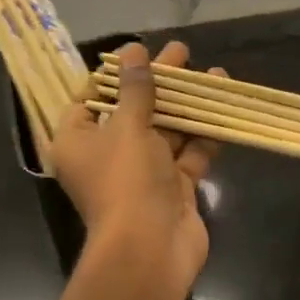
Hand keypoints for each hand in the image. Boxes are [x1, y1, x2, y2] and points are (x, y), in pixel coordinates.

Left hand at [52, 41, 220, 294]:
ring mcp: (142, 173)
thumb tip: (133, 51)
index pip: (89, 99)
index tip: (137, 54)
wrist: (151, 248)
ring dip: (187, 104)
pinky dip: (203, 133)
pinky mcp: (173, 187)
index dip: (113, 75)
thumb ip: (135, 88)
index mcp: (78, 141)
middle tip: (183, 53)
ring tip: (212, 73)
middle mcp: (107, 156)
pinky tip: (221, 106)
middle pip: (133, 111)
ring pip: (165, 131)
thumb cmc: (126, 181)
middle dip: (160, 83)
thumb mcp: (128, 127)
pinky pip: (188, 153)